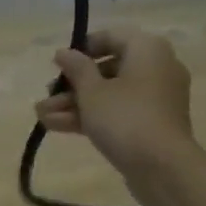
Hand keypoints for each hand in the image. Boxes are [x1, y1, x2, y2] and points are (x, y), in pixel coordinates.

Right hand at [35, 28, 195, 179]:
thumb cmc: (125, 118)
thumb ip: (75, 68)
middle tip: (47, 94)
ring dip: (75, 104)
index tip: (59, 63)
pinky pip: (119, 112)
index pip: (111, 37)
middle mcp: (157, 68)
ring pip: (110, 94)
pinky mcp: (152, 124)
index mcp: (147, 49)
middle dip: (72, 84)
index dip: (81, 49)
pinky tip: (56, 126)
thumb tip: (64, 52)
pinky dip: (92, 117)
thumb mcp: (91, 91)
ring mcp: (156, 99)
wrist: (163, 168)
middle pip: (108, 69)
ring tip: (42, 115)